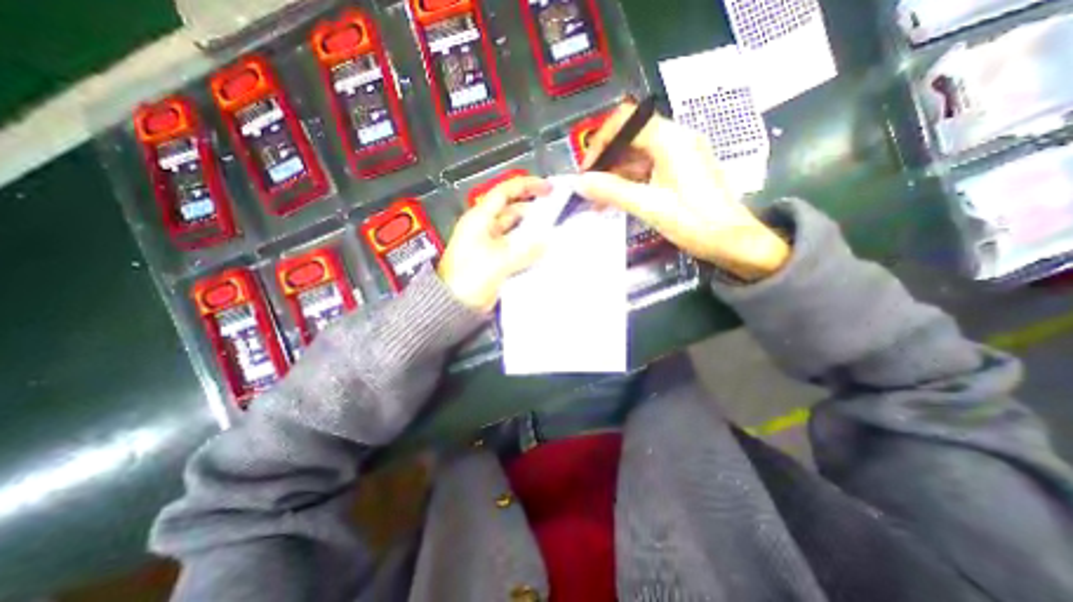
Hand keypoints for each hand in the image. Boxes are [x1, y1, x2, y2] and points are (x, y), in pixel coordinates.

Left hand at [435, 176, 553, 311]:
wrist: (452, 305)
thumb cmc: (470, 278)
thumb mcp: (499, 261)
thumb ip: (526, 251)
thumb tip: (547, 243)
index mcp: (480, 220)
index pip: (504, 193)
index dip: (526, 186)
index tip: (547, 188)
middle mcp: (484, 229)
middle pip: (511, 211)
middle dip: (533, 211)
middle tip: (555, 214)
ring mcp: (489, 245)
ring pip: (514, 231)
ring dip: (531, 232)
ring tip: (553, 234)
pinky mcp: (494, 260)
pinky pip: (514, 249)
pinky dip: (527, 248)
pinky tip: (541, 253)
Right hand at [579, 101, 784, 278]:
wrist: (732, 241)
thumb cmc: (694, 222)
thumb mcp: (649, 206)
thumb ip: (612, 191)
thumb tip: (580, 182)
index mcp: (670, 139)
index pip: (626, 120)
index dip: (600, 141)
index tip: (587, 170)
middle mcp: (676, 139)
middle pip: (630, 137)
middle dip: (606, 160)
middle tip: (590, 188)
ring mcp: (680, 155)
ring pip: (638, 154)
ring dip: (616, 174)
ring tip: (599, 200)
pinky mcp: (681, 171)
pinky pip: (648, 168)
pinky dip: (630, 181)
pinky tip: (617, 200)